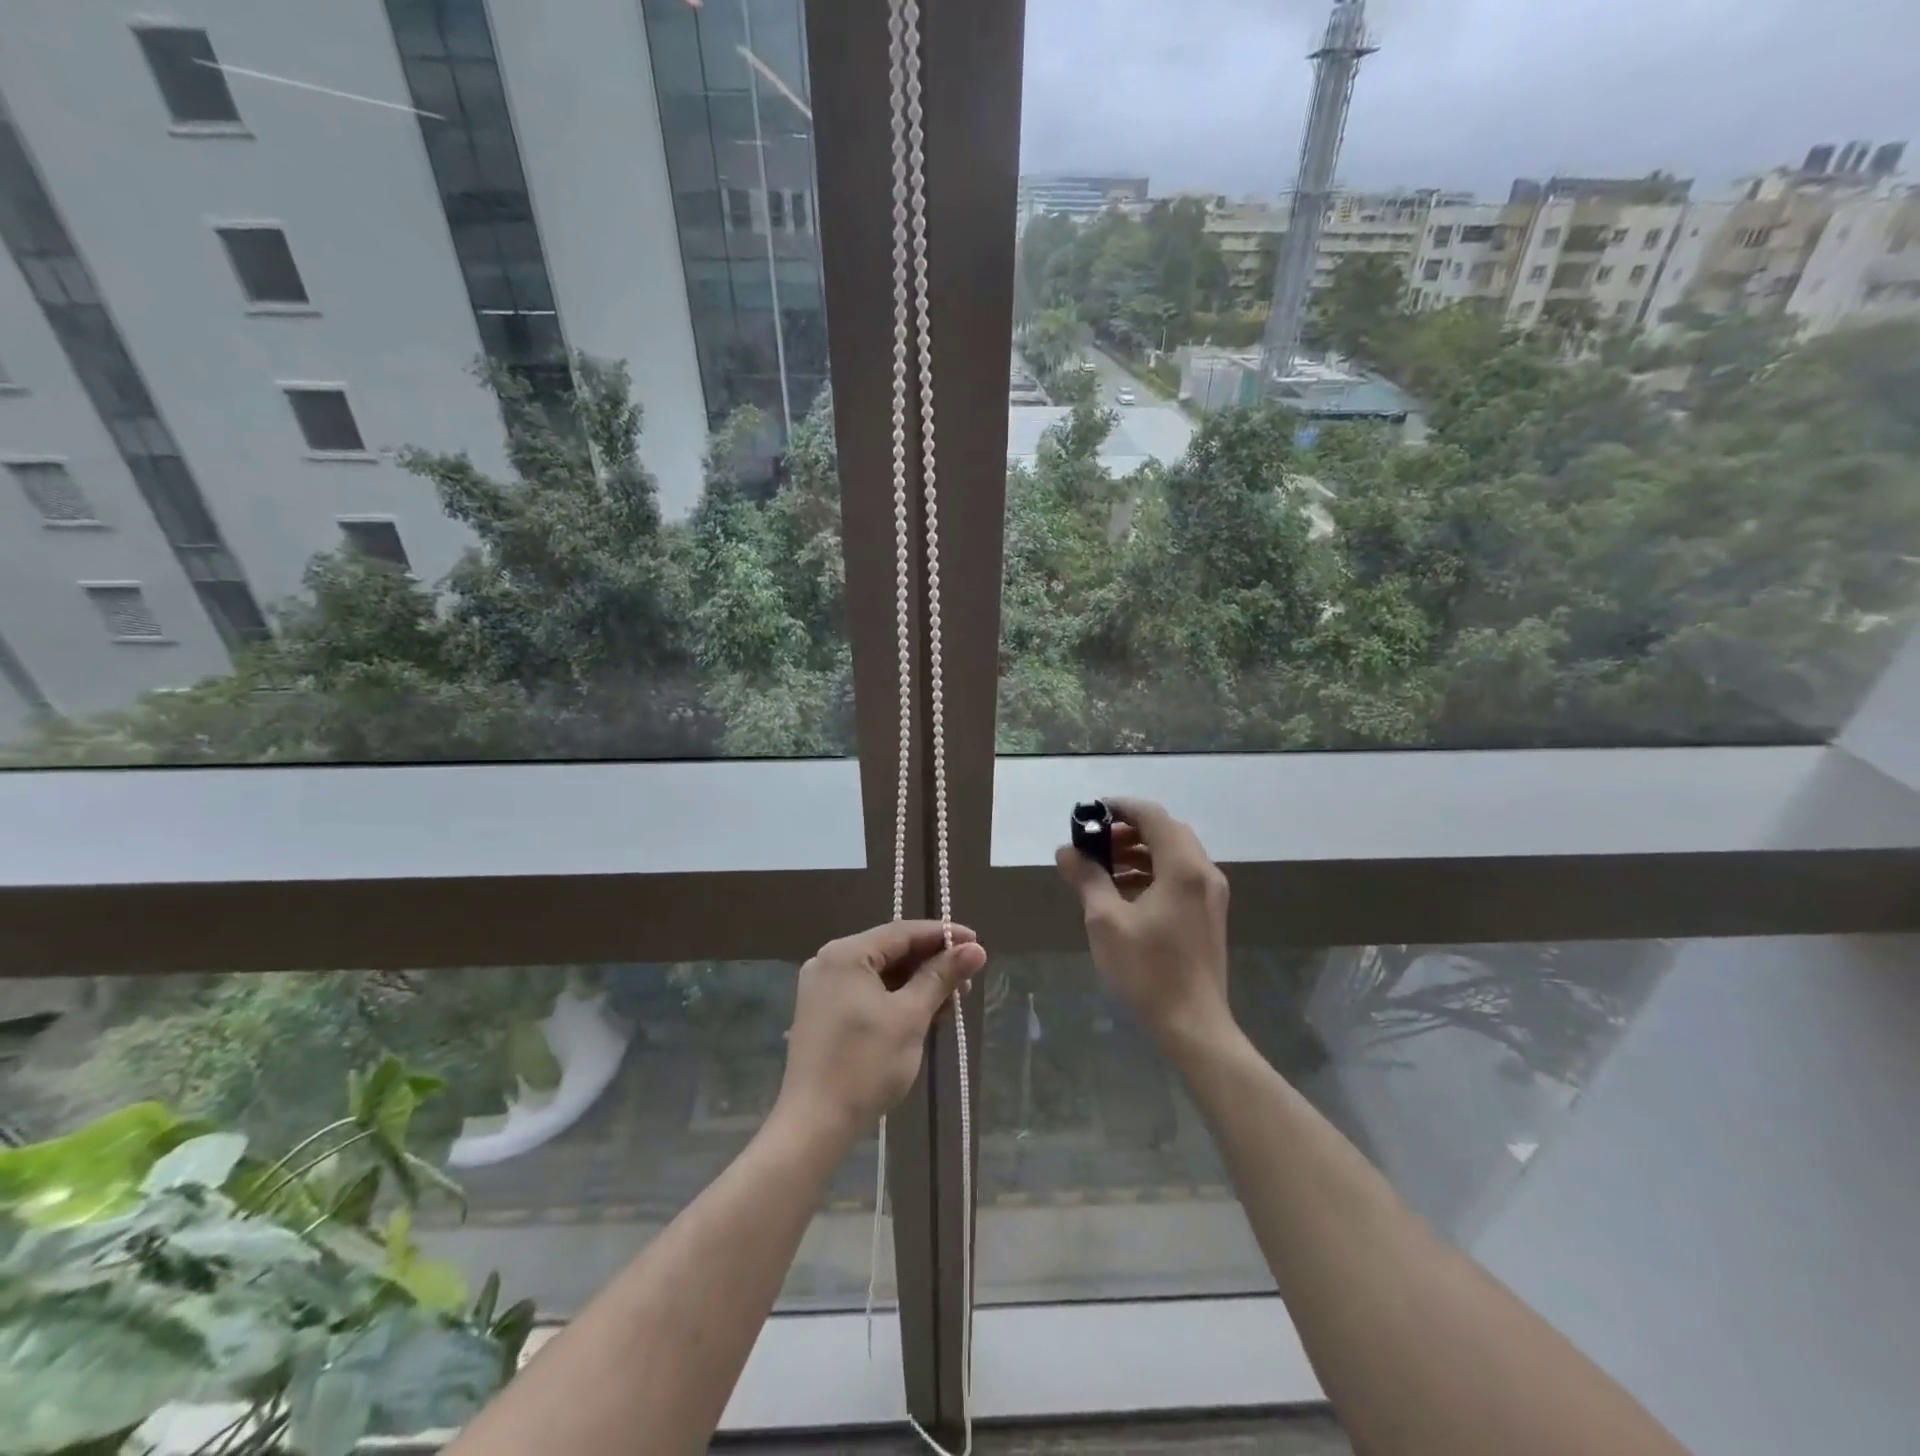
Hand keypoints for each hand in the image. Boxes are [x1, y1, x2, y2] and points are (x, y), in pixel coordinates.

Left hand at [778, 920, 986, 1138]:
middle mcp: (830, 961)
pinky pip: (868, 993)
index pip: (903, 932)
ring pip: (882, 974)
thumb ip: (941, 977)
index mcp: (845, 953)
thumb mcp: (910, 1016)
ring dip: (918, 985)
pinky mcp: (824, 1014)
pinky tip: (925, 1013)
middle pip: (892, 951)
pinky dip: (897, 1000)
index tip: (977, 943)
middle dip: (932, 964)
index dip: (944, 936)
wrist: (814, 1126)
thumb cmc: (865, 1065)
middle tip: (969, 979)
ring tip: (953, 1001)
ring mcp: (824, 988)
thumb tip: (976, 949)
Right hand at [1056, 797, 1233, 1054]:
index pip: (1153, 816)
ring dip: (1139, 852)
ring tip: (1103, 868)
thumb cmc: (1148, 970)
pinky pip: (1180, 876)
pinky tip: (1124, 893)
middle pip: (1166, 832)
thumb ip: (1087, 878)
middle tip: (1094, 843)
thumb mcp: (1106, 921)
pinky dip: (1152, 872)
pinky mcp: (1208, 914)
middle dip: (1128, 831)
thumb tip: (1066, 852)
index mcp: (1183, 868)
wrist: (1194, 1025)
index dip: (1120, 807)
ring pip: (1174, 854)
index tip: (1090, 813)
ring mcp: (1210, 894)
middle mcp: (1204, 873)